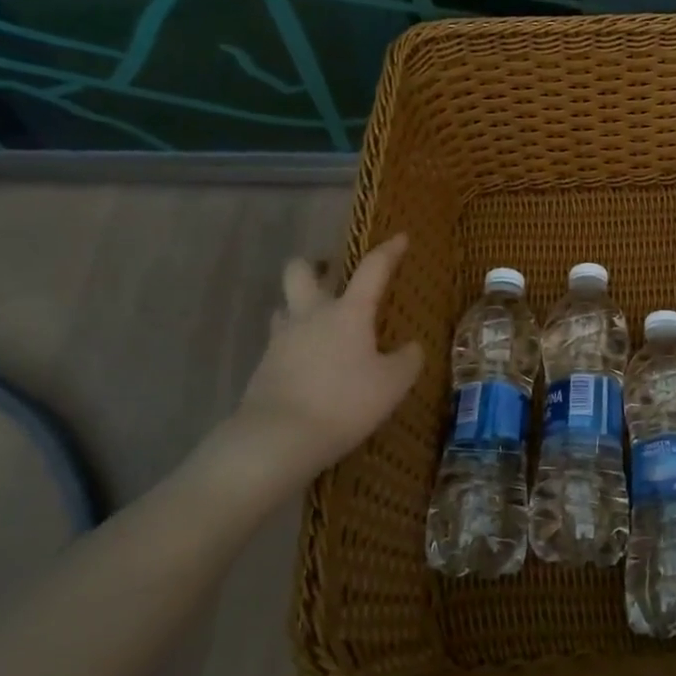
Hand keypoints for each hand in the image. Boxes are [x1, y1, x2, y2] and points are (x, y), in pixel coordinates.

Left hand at [212, 233, 422, 498]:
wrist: (279, 437)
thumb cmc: (345, 403)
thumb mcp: (393, 384)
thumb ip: (408, 360)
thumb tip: (411, 347)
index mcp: (348, 312)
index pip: (372, 269)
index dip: (389, 251)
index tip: (401, 238)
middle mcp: (310, 315)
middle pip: (300, 271)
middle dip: (314, 265)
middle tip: (331, 275)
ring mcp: (281, 340)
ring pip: (284, 306)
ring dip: (299, 307)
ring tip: (318, 324)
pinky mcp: (264, 367)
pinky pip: (280, 343)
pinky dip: (295, 346)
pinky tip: (309, 365)